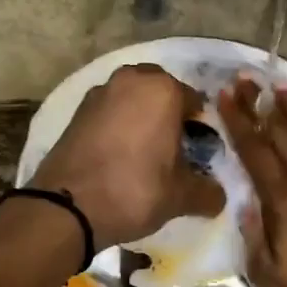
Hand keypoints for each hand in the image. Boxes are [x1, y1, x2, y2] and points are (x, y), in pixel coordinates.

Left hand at [31, 64, 225, 248]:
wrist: (68, 206)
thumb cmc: (135, 190)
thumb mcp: (180, 197)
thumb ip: (207, 192)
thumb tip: (218, 196)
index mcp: (163, 90)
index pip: (195, 101)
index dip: (200, 127)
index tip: (199, 152)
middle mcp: (131, 80)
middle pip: (161, 91)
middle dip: (169, 113)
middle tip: (173, 148)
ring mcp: (100, 93)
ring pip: (132, 98)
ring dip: (141, 116)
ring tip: (145, 152)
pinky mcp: (77, 111)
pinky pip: (109, 111)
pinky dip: (117, 124)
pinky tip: (119, 154)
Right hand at [217, 76, 286, 286]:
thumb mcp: (272, 280)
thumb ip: (256, 239)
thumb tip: (247, 206)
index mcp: (286, 203)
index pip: (257, 153)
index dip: (240, 121)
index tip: (226, 95)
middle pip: (284, 134)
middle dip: (262, 104)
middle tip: (247, 78)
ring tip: (282, 86)